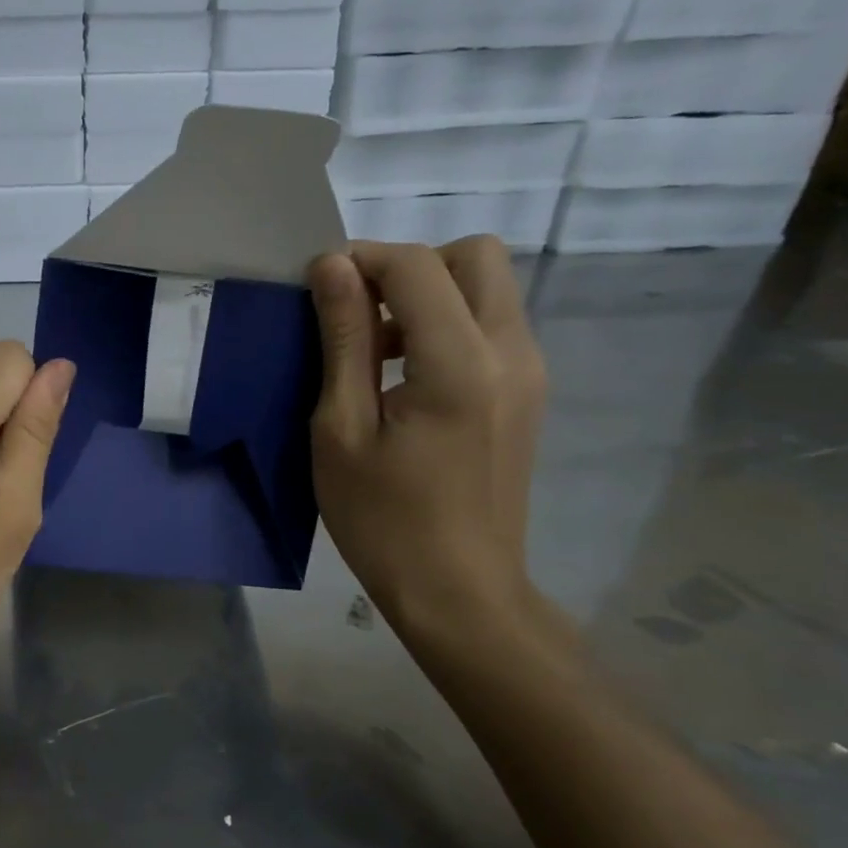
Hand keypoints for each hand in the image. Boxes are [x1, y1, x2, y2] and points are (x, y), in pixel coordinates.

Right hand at [307, 237, 545, 634]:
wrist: (459, 591)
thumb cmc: (383, 519)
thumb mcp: (341, 429)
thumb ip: (343, 340)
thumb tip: (332, 267)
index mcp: (460, 363)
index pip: (417, 266)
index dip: (361, 260)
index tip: (317, 288)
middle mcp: (511, 352)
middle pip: (474, 256)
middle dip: (408, 266)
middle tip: (358, 312)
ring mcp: (530, 372)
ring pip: (487, 287)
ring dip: (428, 294)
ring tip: (375, 349)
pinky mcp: (529, 393)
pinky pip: (491, 325)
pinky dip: (447, 324)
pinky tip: (406, 377)